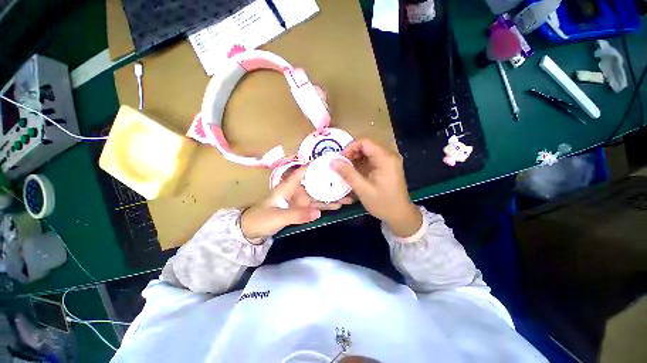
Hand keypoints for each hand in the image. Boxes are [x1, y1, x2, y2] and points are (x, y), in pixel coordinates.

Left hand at [240, 168, 351, 240]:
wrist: (250, 231)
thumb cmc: (261, 219)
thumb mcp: (278, 217)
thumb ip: (297, 215)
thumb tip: (318, 213)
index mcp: (287, 187)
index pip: (302, 172)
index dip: (314, 166)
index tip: (330, 163)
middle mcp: (295, 192)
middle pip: (313, 185)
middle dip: (328, 184)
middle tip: (345, 184)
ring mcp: (298, 202)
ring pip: (316, 197)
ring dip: (329, 197)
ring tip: (345, 196)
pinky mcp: (299, 210)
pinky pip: (313, 207)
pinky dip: (323, 206)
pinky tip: (335, 205)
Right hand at [332, 139, 421, 236]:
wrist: (400, 215)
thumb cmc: (382, 203)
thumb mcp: (363, 189)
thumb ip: (348, 173)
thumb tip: (333, 161)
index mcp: (385, 158)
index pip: (364, 142)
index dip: (350, 148)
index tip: (340, 159)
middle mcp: (389, 155)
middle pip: (366, 146)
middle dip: (351, 154)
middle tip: (341, 166)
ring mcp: (389, 161)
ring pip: (368, 153)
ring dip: (355, 159)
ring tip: (346, 170)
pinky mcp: (387, 167)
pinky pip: (371, 160)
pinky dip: (361, 164)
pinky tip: (355, 173)